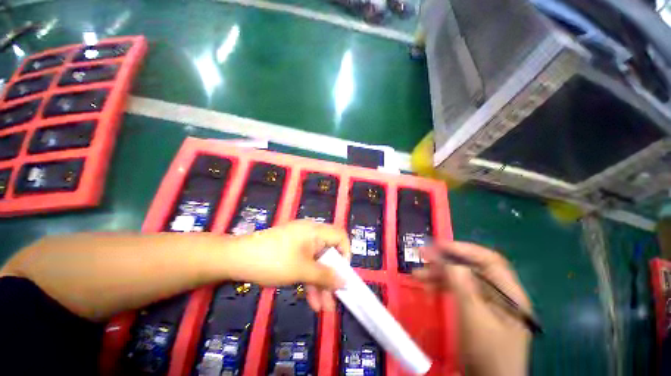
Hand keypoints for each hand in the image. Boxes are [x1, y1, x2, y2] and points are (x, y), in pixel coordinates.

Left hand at [234, 220, 350, 311]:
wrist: (236, 259)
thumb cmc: (273, 260)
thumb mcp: (302, 270)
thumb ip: (325, 276)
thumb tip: (345, 282)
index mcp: (315, 231)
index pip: (340, 237)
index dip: (345, 254)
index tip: (342, 275)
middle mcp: (310, 235)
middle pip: (328, 253)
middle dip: (332, 277)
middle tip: (334, 300)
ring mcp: (300, 243)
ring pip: (317, 262)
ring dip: (320, 284)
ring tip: (323, 308)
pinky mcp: (291, 252)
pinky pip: (306, 264)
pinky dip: (309, 280)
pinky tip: (310, 300)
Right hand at [413, 242, 531, 375]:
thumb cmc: (486, 353)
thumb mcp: (474, 317)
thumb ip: (462, 285)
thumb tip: (448, 260)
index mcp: (509, 293)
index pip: (488, 260)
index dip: (463, 249)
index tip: (438, 246)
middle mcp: (499, 294)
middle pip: (471, 268)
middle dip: (445, 261)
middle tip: (421, 255)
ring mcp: (487, 303)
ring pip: (462, 279)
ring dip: (439, 274)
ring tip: (417, 274)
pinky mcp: (476, 310)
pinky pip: (458, 291)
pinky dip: (442, 287)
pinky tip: (428, 288)